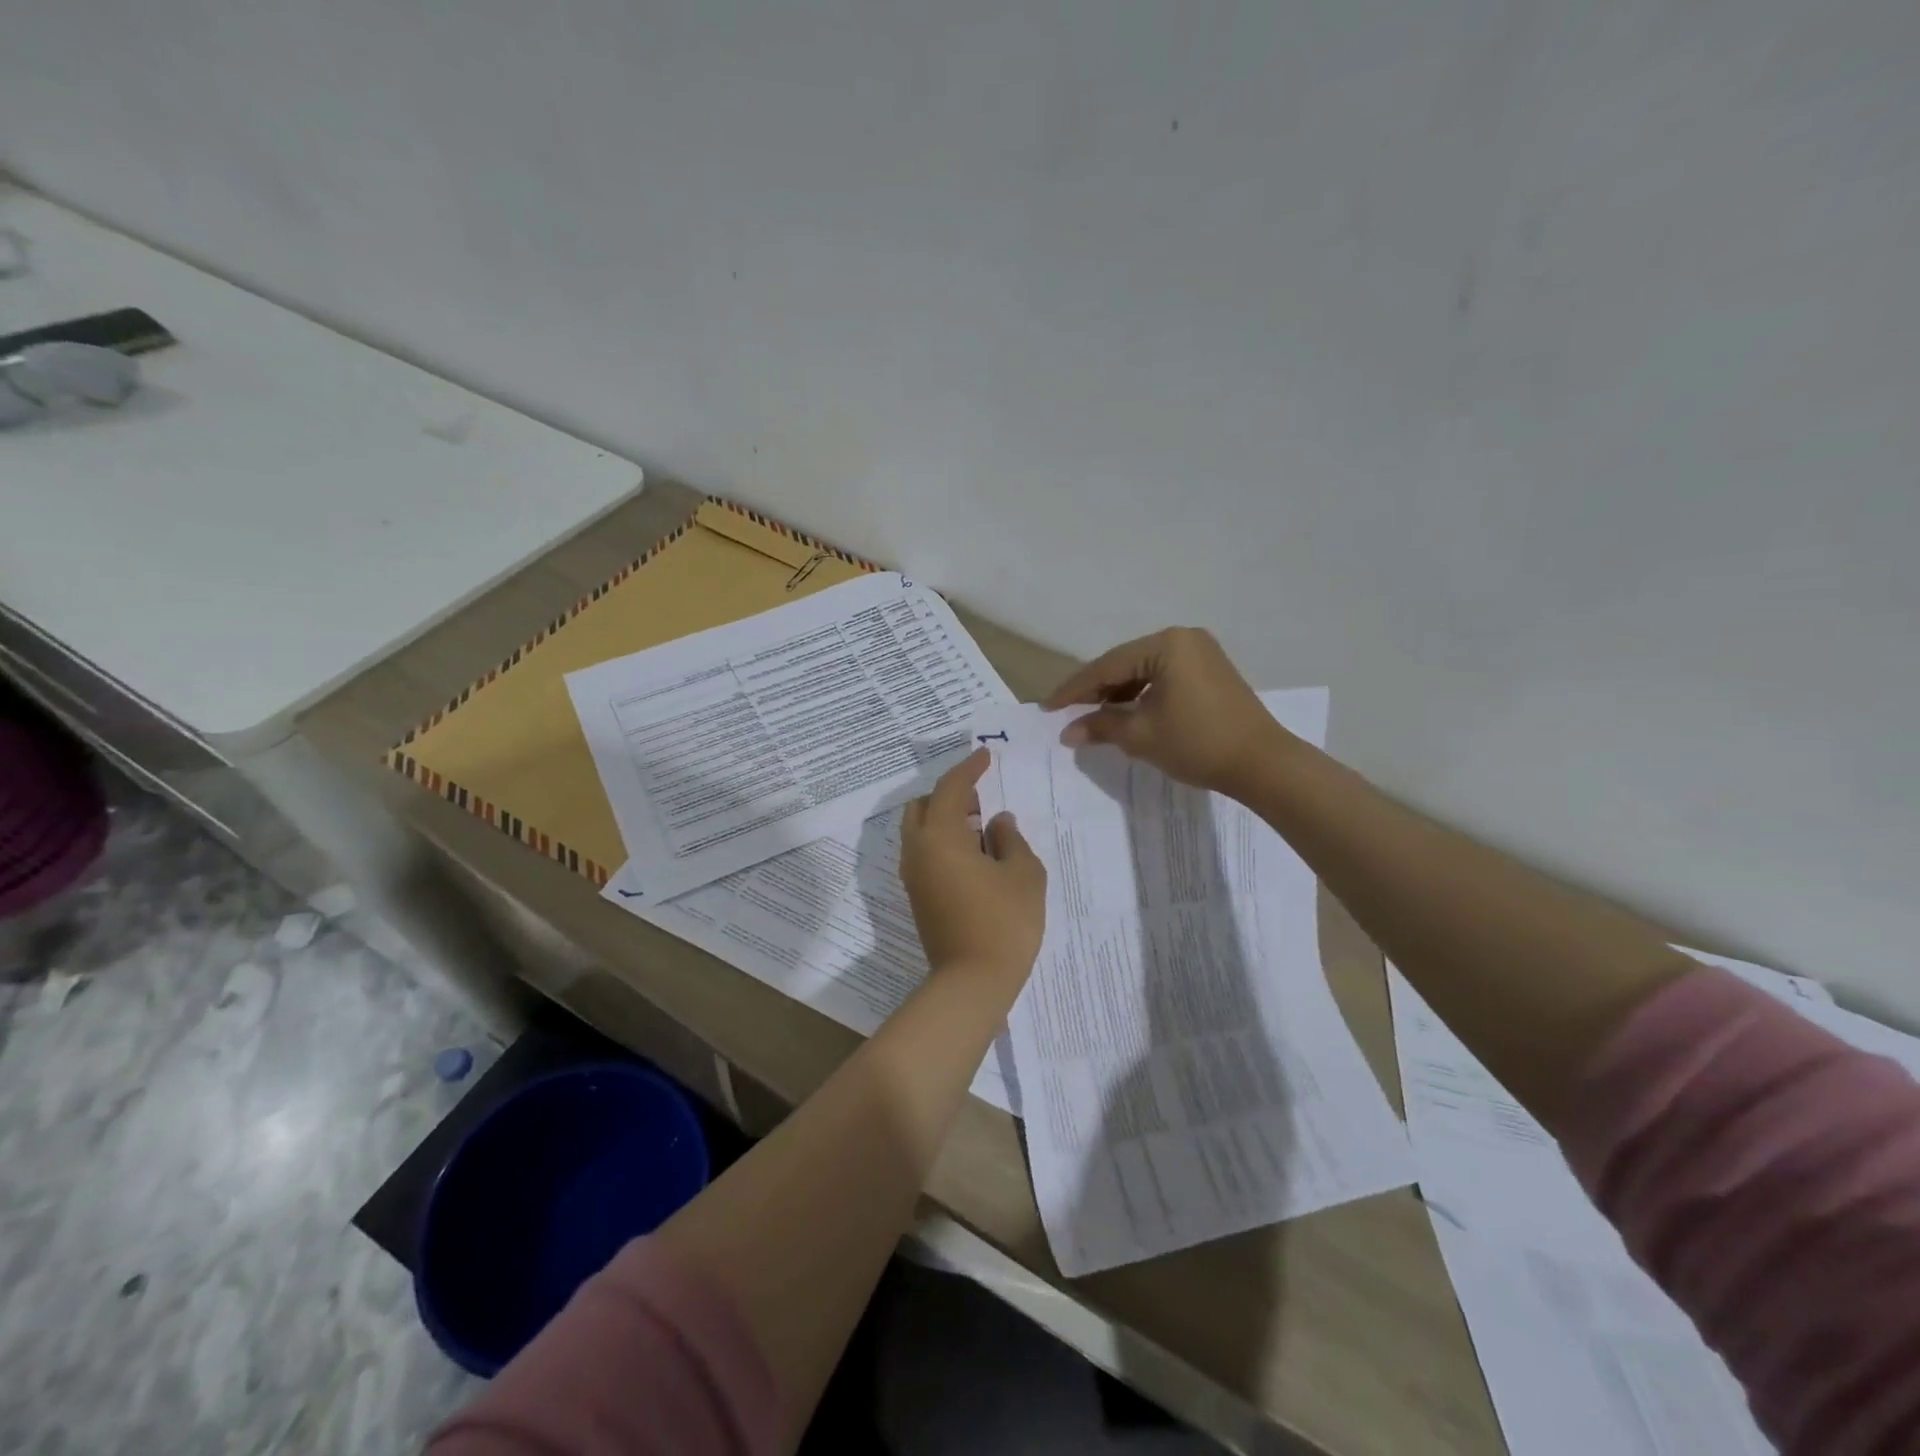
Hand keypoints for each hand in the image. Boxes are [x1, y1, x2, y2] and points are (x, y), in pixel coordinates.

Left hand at [899, 749, 1045, 981]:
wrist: (972, 983)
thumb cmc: (1004, 922)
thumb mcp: (1023, 874)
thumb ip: (1011, 839)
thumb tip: (998, 822)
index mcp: (940, 837)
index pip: (950, 789)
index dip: (969, 769)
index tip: (984, 755)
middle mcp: (917, 851)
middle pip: (922, 807)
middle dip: (949, 794)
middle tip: (981, 796)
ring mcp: (913, 876)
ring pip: (920, 831)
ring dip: (944, 819)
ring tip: (980, 826)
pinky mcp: (917, 897)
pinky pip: (924, 853)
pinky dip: (942, 842)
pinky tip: (972, 854)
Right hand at [1045, 627, 1284, 795]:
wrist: (1262, 763)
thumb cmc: (1197, 743)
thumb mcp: (1141, 735)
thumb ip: (1101, 726)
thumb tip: (1067, 732)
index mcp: (1166, 644)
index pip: (1107, 666)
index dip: (1074, 689)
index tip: (1047, 707)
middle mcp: (1184, 638)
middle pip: (1125, 663)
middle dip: (1095, 690)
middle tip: (1066, 712)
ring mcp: (1200, 652)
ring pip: (1144, 670)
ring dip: (1118, 693)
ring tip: (1093, 717)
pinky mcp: (1210, 670)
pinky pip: (1163, 676)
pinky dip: (1142, 694)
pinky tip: (1126, 713)